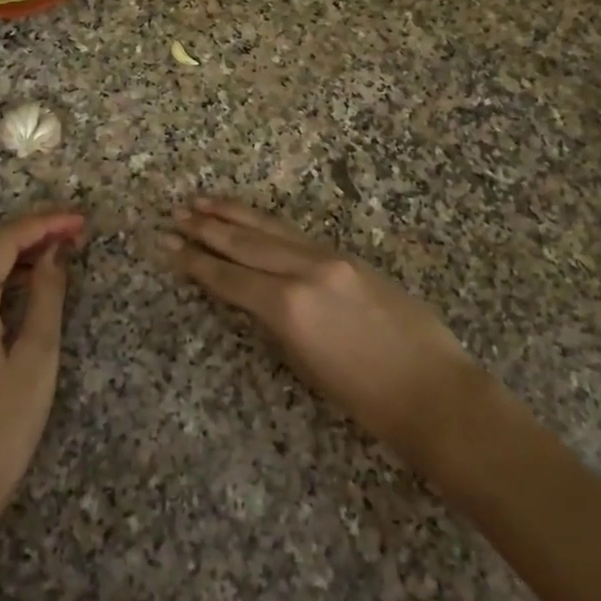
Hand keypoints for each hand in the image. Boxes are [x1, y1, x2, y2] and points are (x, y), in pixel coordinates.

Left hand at [0, 209, 85, 548]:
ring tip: (58, 250)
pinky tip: (26, 279)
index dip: (45, 223)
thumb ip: (47, 296)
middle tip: (74, 231)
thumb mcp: (36, 360)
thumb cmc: (0, 430)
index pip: (5, 240)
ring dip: (12, 249)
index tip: (81, 220)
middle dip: (29, 230)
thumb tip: (56, 253)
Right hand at [165, 198, 494, 473]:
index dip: (194, 262)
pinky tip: (254, 220)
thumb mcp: (305, 364)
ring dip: (235, 215)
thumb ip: (276, 322)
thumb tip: (255, 298)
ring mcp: (330, 258)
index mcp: (289, 307)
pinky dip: (268, 225)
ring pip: (271, 230)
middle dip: (207, 228)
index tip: (167, 245)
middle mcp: (305, 271)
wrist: (433, 391)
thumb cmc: (366, 399)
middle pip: (245, 244)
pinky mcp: (350, 256)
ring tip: (204, 201)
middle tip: (176, 213)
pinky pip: (298, 235)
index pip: (228, 278)